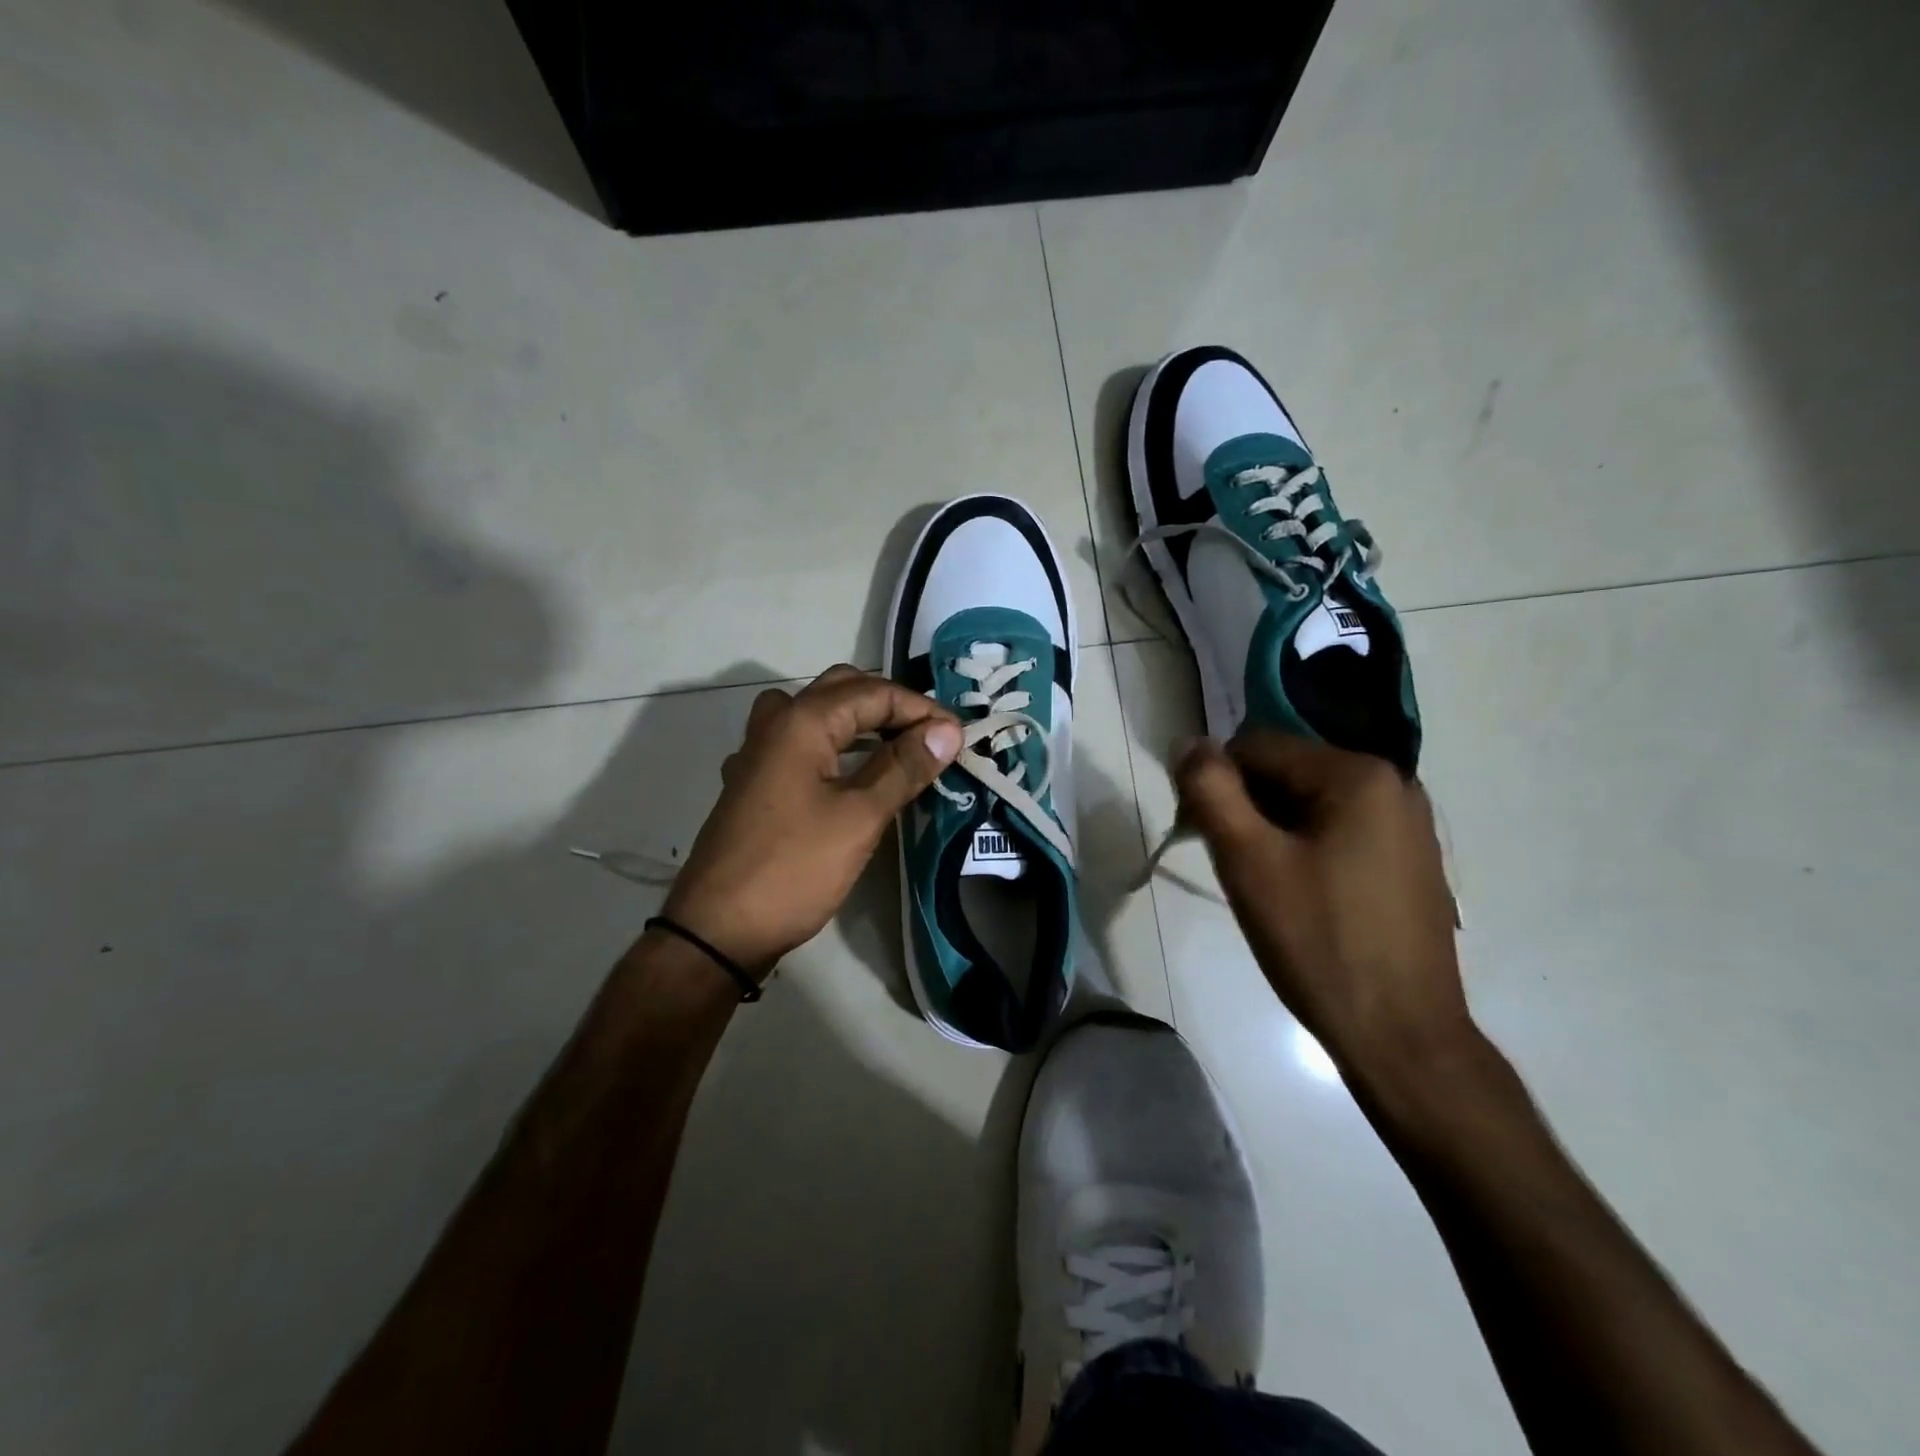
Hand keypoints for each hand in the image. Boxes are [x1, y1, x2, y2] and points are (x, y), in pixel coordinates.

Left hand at [662, 665, 960, 975]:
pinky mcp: (753, 783)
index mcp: (801, 721)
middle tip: (928, 736)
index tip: (958, 737)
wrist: (718, 930)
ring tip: (895, 745)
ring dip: (858, 718)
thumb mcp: (860, 817)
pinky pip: (798, 742)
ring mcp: (758, 754)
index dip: (921, 709)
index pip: (874, 692)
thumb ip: (903, 767)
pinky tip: (846, 772)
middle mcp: (775, 724)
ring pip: (815, 712)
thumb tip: (947, 731)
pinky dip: (832, 743)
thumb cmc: (794, 868)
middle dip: (890, 704)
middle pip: (841, 689)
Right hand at [1172, 733, 1469, 1071]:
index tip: (1200, 838)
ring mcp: (1409, 824)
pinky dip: (1305, 848)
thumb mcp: (1247, 860)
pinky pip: (1339, 830)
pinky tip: (1300, 896)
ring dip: (1272, 831)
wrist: (1401, 1036)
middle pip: (1286, 772)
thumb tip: (1189, 743)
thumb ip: (1209, 790)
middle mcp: (1394, 785)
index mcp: (1358, 774)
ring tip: (1265, 886)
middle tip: (1232, 867)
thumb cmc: (1317, 942)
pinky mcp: (1411, 860)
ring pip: (1309, 803)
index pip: (1256, 747)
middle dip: (1246, 808)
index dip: (1215, 785)